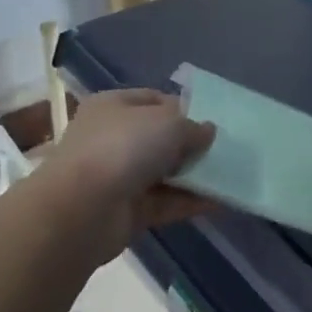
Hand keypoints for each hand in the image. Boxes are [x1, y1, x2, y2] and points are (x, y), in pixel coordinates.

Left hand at [40, 89, 215, 263]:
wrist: (81, 211)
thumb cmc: (123, 148)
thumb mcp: (169, 124)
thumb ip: (194, 127)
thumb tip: (208, 131)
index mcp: (113, 106)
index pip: (154, 100)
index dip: (184, 107)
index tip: (212, 118)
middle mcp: (112, 138)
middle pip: (159, 137)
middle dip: (190, 143)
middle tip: (223, 148)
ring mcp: (117, 177)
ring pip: (163, 171)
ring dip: (193, 174)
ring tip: (229, 174)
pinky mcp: (125, 211)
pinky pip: (164, 202)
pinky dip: (188, 201)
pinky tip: (219, 201)